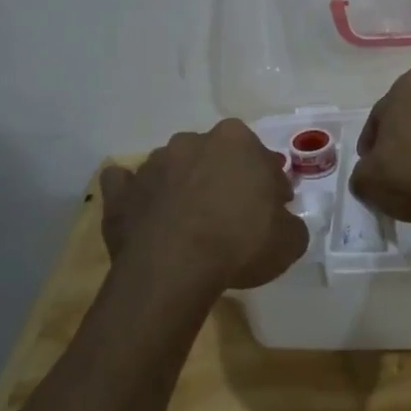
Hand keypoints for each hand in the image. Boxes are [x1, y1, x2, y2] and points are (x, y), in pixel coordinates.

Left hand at [100, 121, 308, 290]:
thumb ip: (290, 223)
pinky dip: (136, 195)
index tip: (273, 209)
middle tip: (234, 214)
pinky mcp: (120, 192)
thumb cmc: (239, 244)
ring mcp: (152, 164)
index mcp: (236, 141)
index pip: (263, 159)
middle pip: (216, 157)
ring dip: (184, 186)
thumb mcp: (290, 240)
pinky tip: (145, 212)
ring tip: (191, 222)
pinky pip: (127, 186)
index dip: (270, 185)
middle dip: (225, 178)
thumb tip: (281, 222)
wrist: (173, 270)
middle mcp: (192, 141)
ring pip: (174, 168)